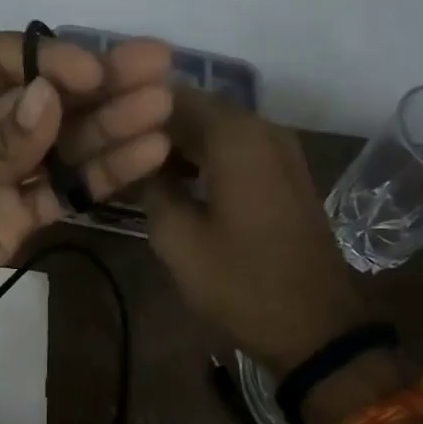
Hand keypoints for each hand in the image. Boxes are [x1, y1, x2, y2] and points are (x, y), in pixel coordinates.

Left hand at [0, 31, 174, 375]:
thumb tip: (54, 100)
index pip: (3, 61)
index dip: (50, 60)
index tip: (96, 73)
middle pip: (44, 97)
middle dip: (99, 83)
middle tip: (159, 67)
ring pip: (62, 142)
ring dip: (111, 125)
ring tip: (163, 110)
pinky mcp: (15, 219)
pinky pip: (63, 190)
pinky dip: (101, 174)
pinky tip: (144, 156)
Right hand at [141, 87, 369, 379]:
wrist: (317, 327)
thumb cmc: (241, 282)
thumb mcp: (177, 239)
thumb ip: (150, 186)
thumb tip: (137, 158)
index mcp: (234, 136)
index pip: (172, 96)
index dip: (135, 108)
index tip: (105, 129)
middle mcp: (261, 128)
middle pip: (196, 105)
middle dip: (156, 122)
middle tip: (118, 147)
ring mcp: (280, 147)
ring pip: (217, 124)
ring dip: (180, 138)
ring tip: (141, 164)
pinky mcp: (286, 169)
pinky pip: (237, 143)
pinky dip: (206, 152)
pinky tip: (179, 178)